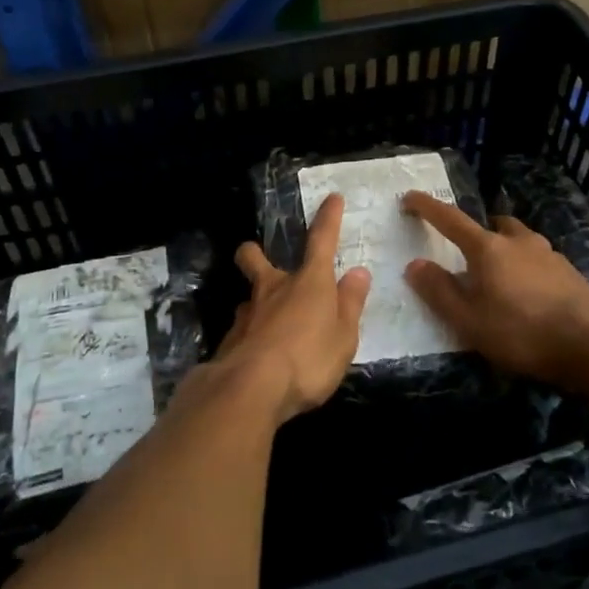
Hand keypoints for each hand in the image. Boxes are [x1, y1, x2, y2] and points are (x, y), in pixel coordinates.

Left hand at [215, 194, 371, 423]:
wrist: (252, 388)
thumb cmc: (309, 358)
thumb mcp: (343, 336)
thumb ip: (350, 304)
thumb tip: (358, 272)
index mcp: (309, 283)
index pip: (321, 241)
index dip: (328, 219)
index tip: (332, 199)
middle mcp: (274, 289)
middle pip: (256, 259)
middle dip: (254, 253)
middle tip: (258, 257)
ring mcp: (247, 313)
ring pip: (248, 297)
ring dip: (256, 303)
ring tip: (269, 325)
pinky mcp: (230, 340)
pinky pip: (242, 329)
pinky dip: (251, 336)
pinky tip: (258, 356)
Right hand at [401, 192, 588, 386]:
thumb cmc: (522, 333)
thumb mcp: (469, 321)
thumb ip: (439, 291)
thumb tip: (415, 264)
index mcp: (488, 248)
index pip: (450, 219)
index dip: (427, 207)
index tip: (410, 197)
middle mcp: (519, 241)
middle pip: (492, 225)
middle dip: (476, 233)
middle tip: (466, 256)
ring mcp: (549, 253)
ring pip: (519, 240)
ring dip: (504, 249)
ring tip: (499, 279)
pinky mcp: (569, 271)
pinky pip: (538, 259)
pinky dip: (526, 267)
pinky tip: (529, 295)